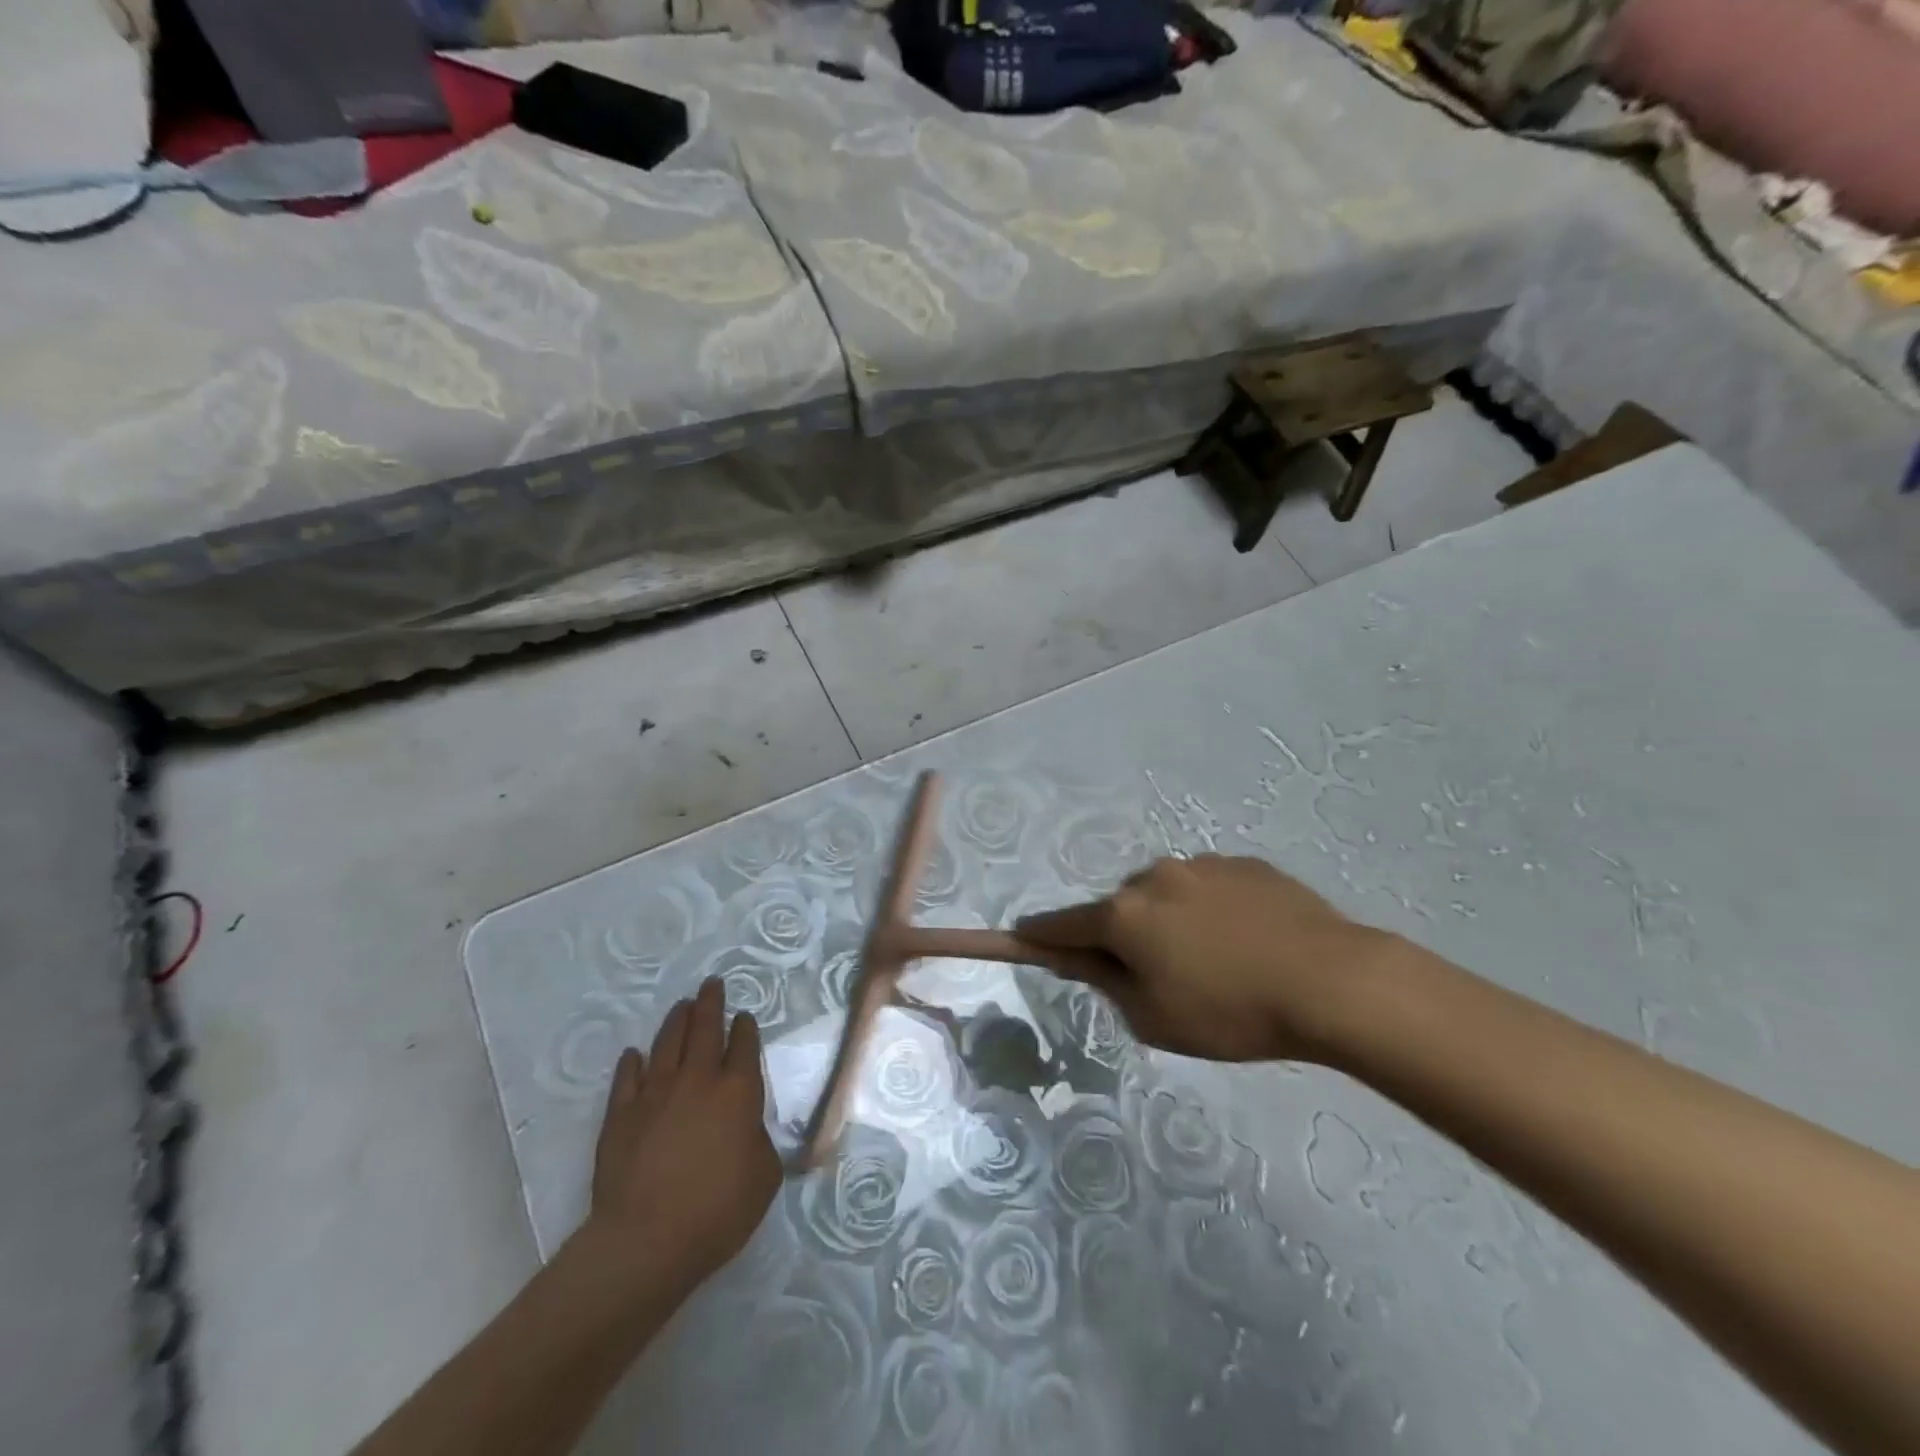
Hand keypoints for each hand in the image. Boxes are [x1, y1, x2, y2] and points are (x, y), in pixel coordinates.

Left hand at [582, 978, 781, 1295]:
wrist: (646, 1241)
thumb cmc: (717, 1211)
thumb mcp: (764, 1177)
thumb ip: (760, 1141)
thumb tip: (748, 1129)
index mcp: (738, 1091)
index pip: (744, 1046)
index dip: (745, 1028)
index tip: (744, 1016)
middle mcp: (698, 1080)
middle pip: (705, 1029)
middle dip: (711, 1004)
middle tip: (712, 984)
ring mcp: (655, 1094)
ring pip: (667, 1044)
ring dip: (677, 1021)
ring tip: (682, 1006)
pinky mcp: (621, 1115)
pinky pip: (628, 1078)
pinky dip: (632, 1063)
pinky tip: (634, 1055)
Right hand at [1017, 854, 1394, 1062]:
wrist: (1331, 981)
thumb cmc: (1231, 1012)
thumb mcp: (1155, 1018)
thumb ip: (1106, 983)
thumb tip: (1078, 959)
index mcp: (1124, 914)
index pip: (1063, 924)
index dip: (1039, 934)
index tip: (1022, 935)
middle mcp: (1153, 877)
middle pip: (1119, 908)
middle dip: (1124, 936)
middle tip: (1159, 977)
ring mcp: (1201, 864)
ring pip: (1164, 894)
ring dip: (1170, 920)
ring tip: (1217, 962)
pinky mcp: (1243, 863)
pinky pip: (1208, 887)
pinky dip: (1210, 910)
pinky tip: (1246, 942)